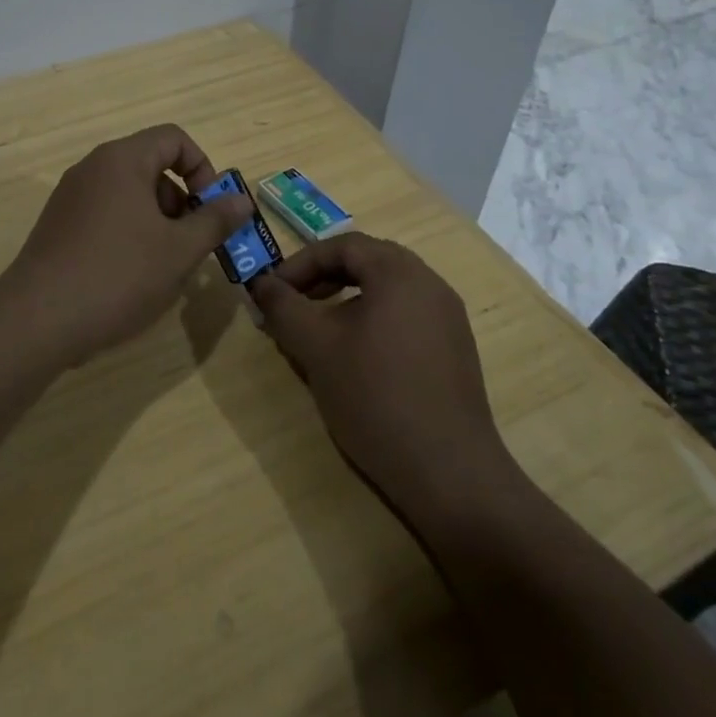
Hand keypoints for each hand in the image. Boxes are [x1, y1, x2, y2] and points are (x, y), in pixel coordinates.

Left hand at [0, 124, 254, 365]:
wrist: (38, 319)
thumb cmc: (118, 275)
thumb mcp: (179, 250)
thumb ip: (215, 220)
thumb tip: (241, 200)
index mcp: (122, 160)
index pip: (173, 138)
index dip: (203, 168)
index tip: (211, 209)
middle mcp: (92, 169)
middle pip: (151, 166)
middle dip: (182, 201)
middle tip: (192, 244)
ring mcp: (70, 198)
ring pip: (129, 195)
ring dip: (158, 222)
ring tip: (165, 267)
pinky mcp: (58, 226)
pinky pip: (106, 215)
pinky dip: (129, 234)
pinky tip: (132, 277)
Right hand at [249, 233, 518, 526]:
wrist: (447, 471)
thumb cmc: (375, 395)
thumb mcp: (316, 346)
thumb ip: (283, 307)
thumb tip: (260, 283)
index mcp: (400, 272)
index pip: (342, 245)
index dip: (301, 263)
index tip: (272, 291)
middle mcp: (430, 284)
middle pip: (368, 262)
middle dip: (322, 278)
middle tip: (293, 304)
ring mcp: (448, 318)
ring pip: (387, 291)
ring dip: (346, 300)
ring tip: (318, 331)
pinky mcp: (454, 351)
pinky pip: (405, 317)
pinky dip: (372, 321)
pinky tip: (355, 358)